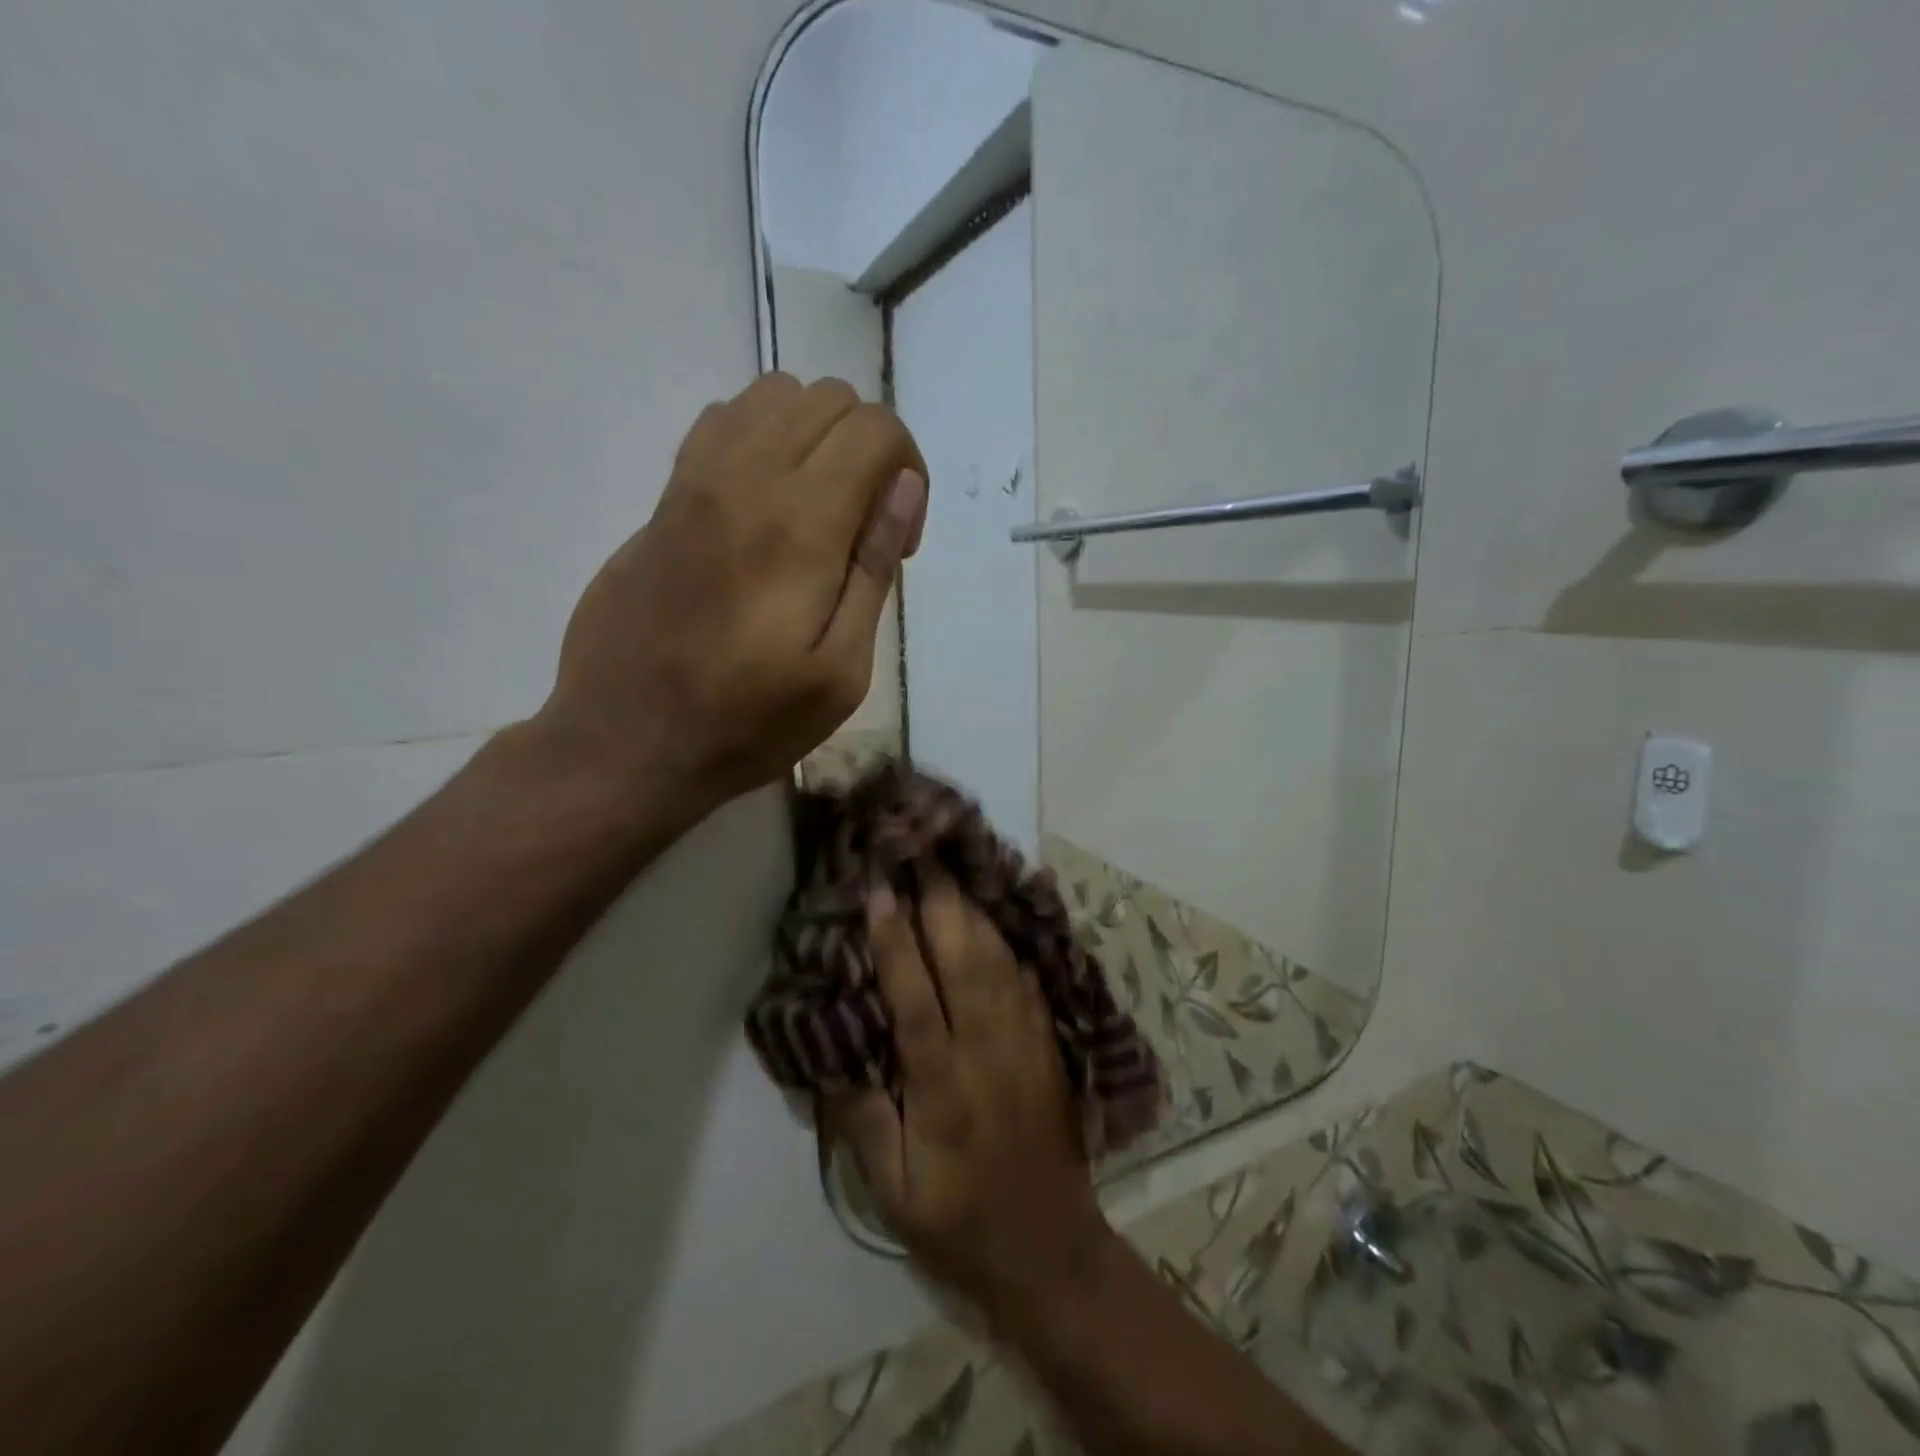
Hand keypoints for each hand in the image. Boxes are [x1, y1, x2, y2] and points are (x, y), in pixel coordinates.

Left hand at [534, 373, 927, 823]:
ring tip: (818, 510)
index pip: (876, 428)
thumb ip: (873, 568)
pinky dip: (764, 438)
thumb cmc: (748, 722)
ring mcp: (694, 479)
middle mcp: (745, 477)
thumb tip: (903, 487)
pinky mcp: (664, 497)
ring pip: (774, 395)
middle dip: (870, 451)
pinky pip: (723, 421)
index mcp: (800, 524)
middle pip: (831, 399)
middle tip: (863, 532)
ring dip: (817, 438)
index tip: (900, 542)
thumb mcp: (840, 671)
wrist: (628, 741)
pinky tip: (766, 505)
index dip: (910, 472)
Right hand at [832, 880, 1117, 1320]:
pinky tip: (995, 920)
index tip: (879, 890)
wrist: (1049, 1249)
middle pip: (964, 960)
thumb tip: (834, 1052)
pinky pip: (1026, 981)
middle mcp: (987, 1051)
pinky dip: (1008, 944)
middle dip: (941, 902)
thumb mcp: (893, 1191)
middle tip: (921, 854)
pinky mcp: (1047, 1046)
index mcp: (942, 1085)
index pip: (915, 997)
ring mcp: (1025, 1043)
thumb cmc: (958, 1222)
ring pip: (999, 961)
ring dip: (974, 911)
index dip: (895, 940)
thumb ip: (863, 1119)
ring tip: (952, 871)